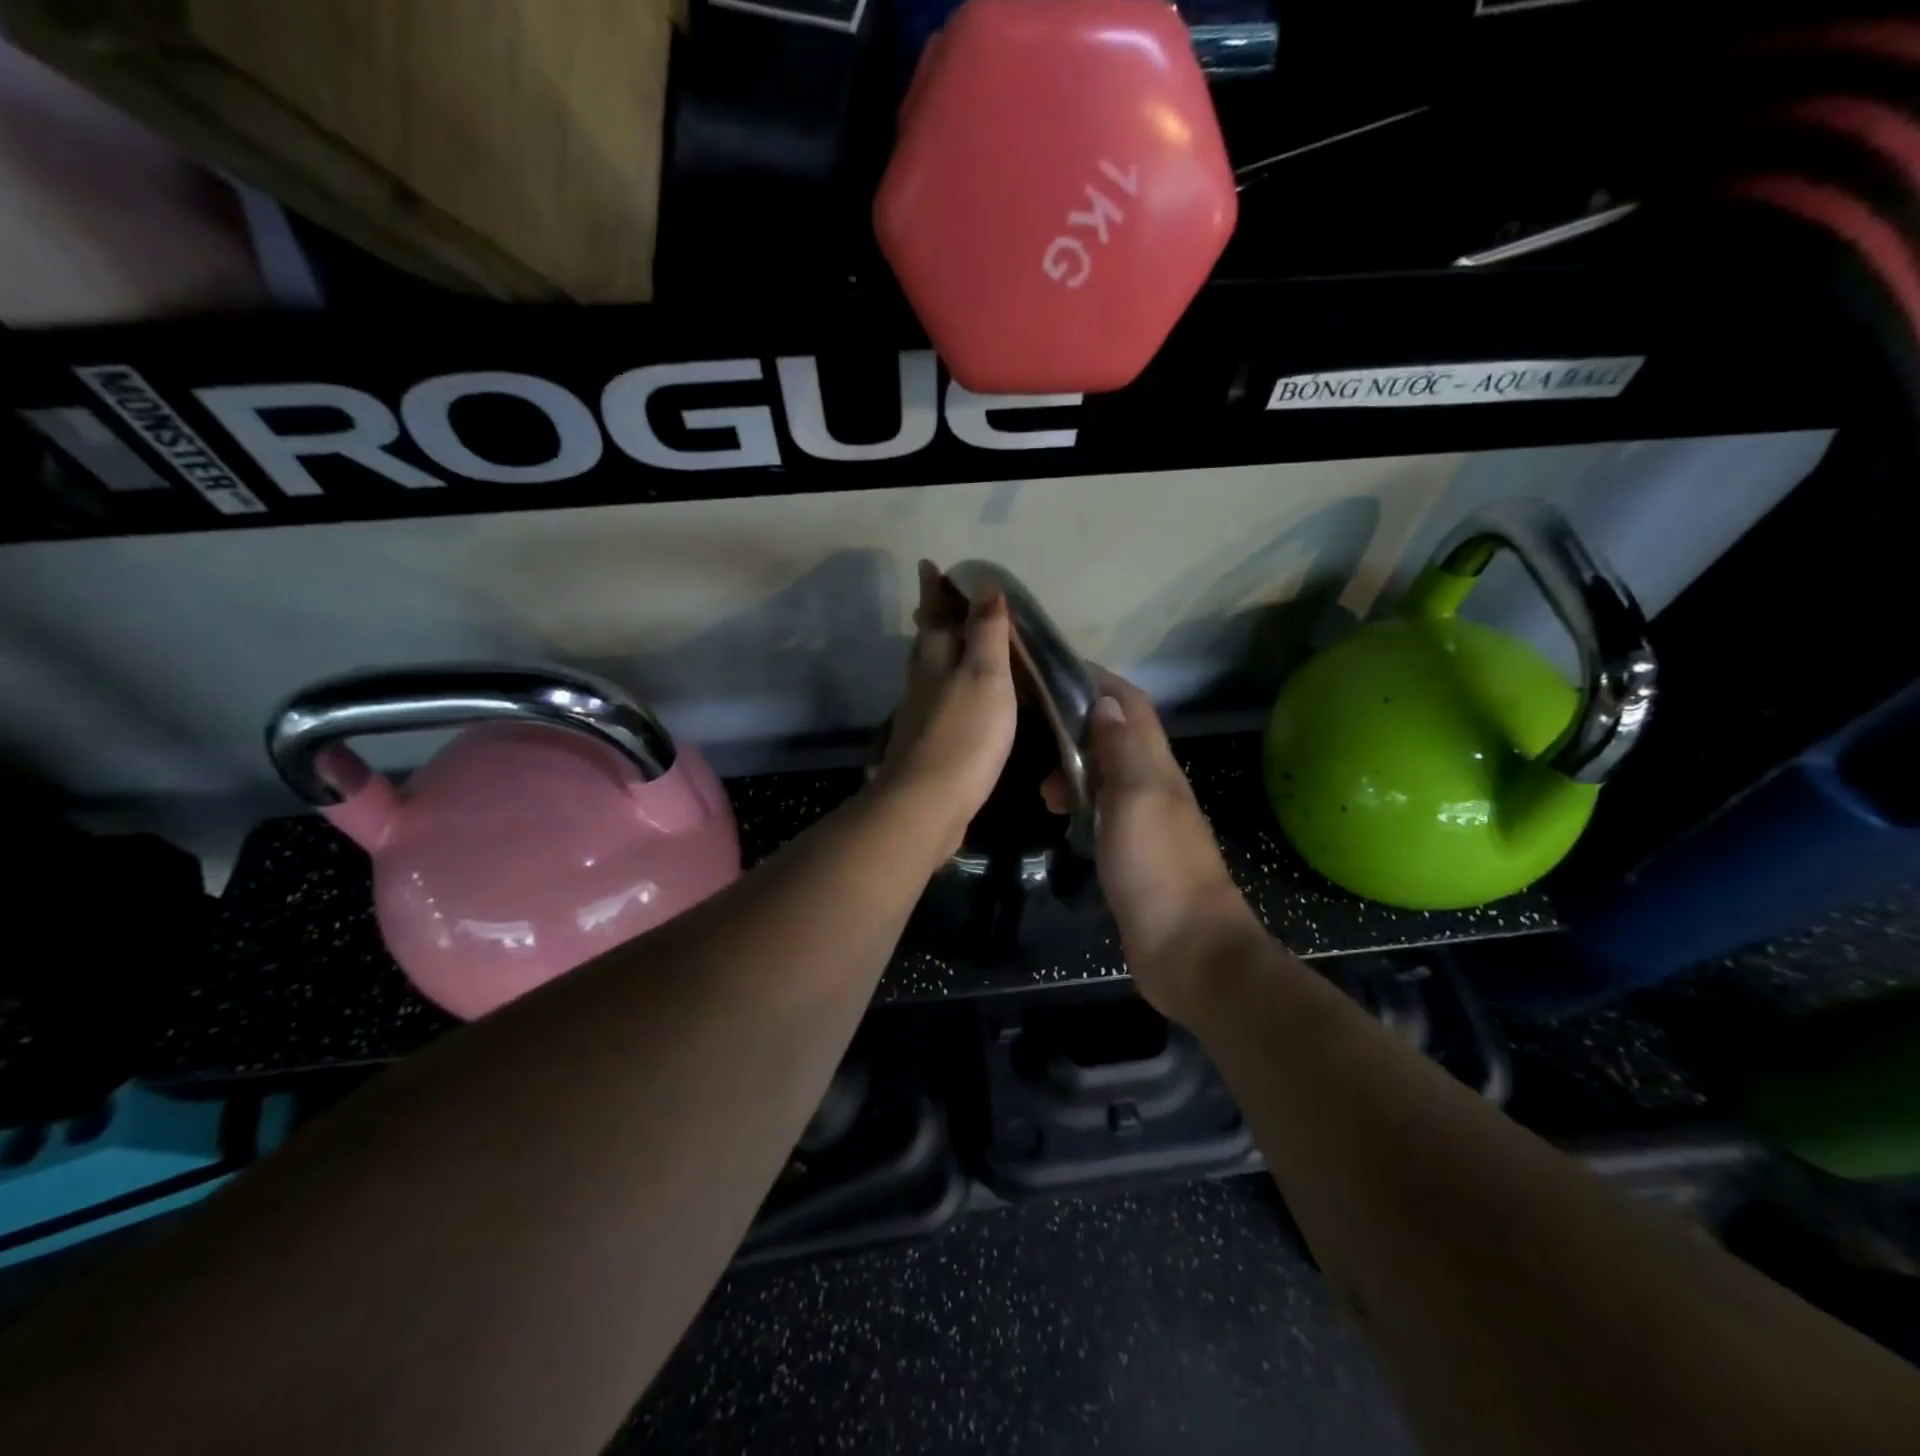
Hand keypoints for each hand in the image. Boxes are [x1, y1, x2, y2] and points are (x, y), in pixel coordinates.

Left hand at [874, 560, 1018, 858]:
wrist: (928, 802)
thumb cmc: (964, 733)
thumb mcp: (986, 675)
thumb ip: (986, 632)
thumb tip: (985, 586)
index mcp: (937, 658)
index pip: (936, 613)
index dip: (935, 589)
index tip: (929, 565)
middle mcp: (923, 680)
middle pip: (926, 639)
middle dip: (932, 615)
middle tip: (936, 596)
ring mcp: (921, 713)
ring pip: (928, 669)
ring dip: (937, 649)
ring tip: (948, 639)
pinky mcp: (927, 742)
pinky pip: (937, 699)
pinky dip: (946, 684)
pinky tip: (954, 695)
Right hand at [1045, 670, 1263, 1020]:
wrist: (1188, 950)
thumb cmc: (1158, 868)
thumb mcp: (1136, 798)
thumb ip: (1122, 749)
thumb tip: (1104, 702)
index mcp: (1157, 766)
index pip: (1130, 705)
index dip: (1098, 682)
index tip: (1054, 672)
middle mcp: (1153, 785)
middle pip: (1115, 735)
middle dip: (1075, 726)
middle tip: (1035, 738)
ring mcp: (1144, 820)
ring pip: (1105, 774)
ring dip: (1074, 769)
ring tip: (1042, 791)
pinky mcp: (1133, 852)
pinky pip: (1102, 810)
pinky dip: (1079, 803)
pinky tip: (1060, 818)